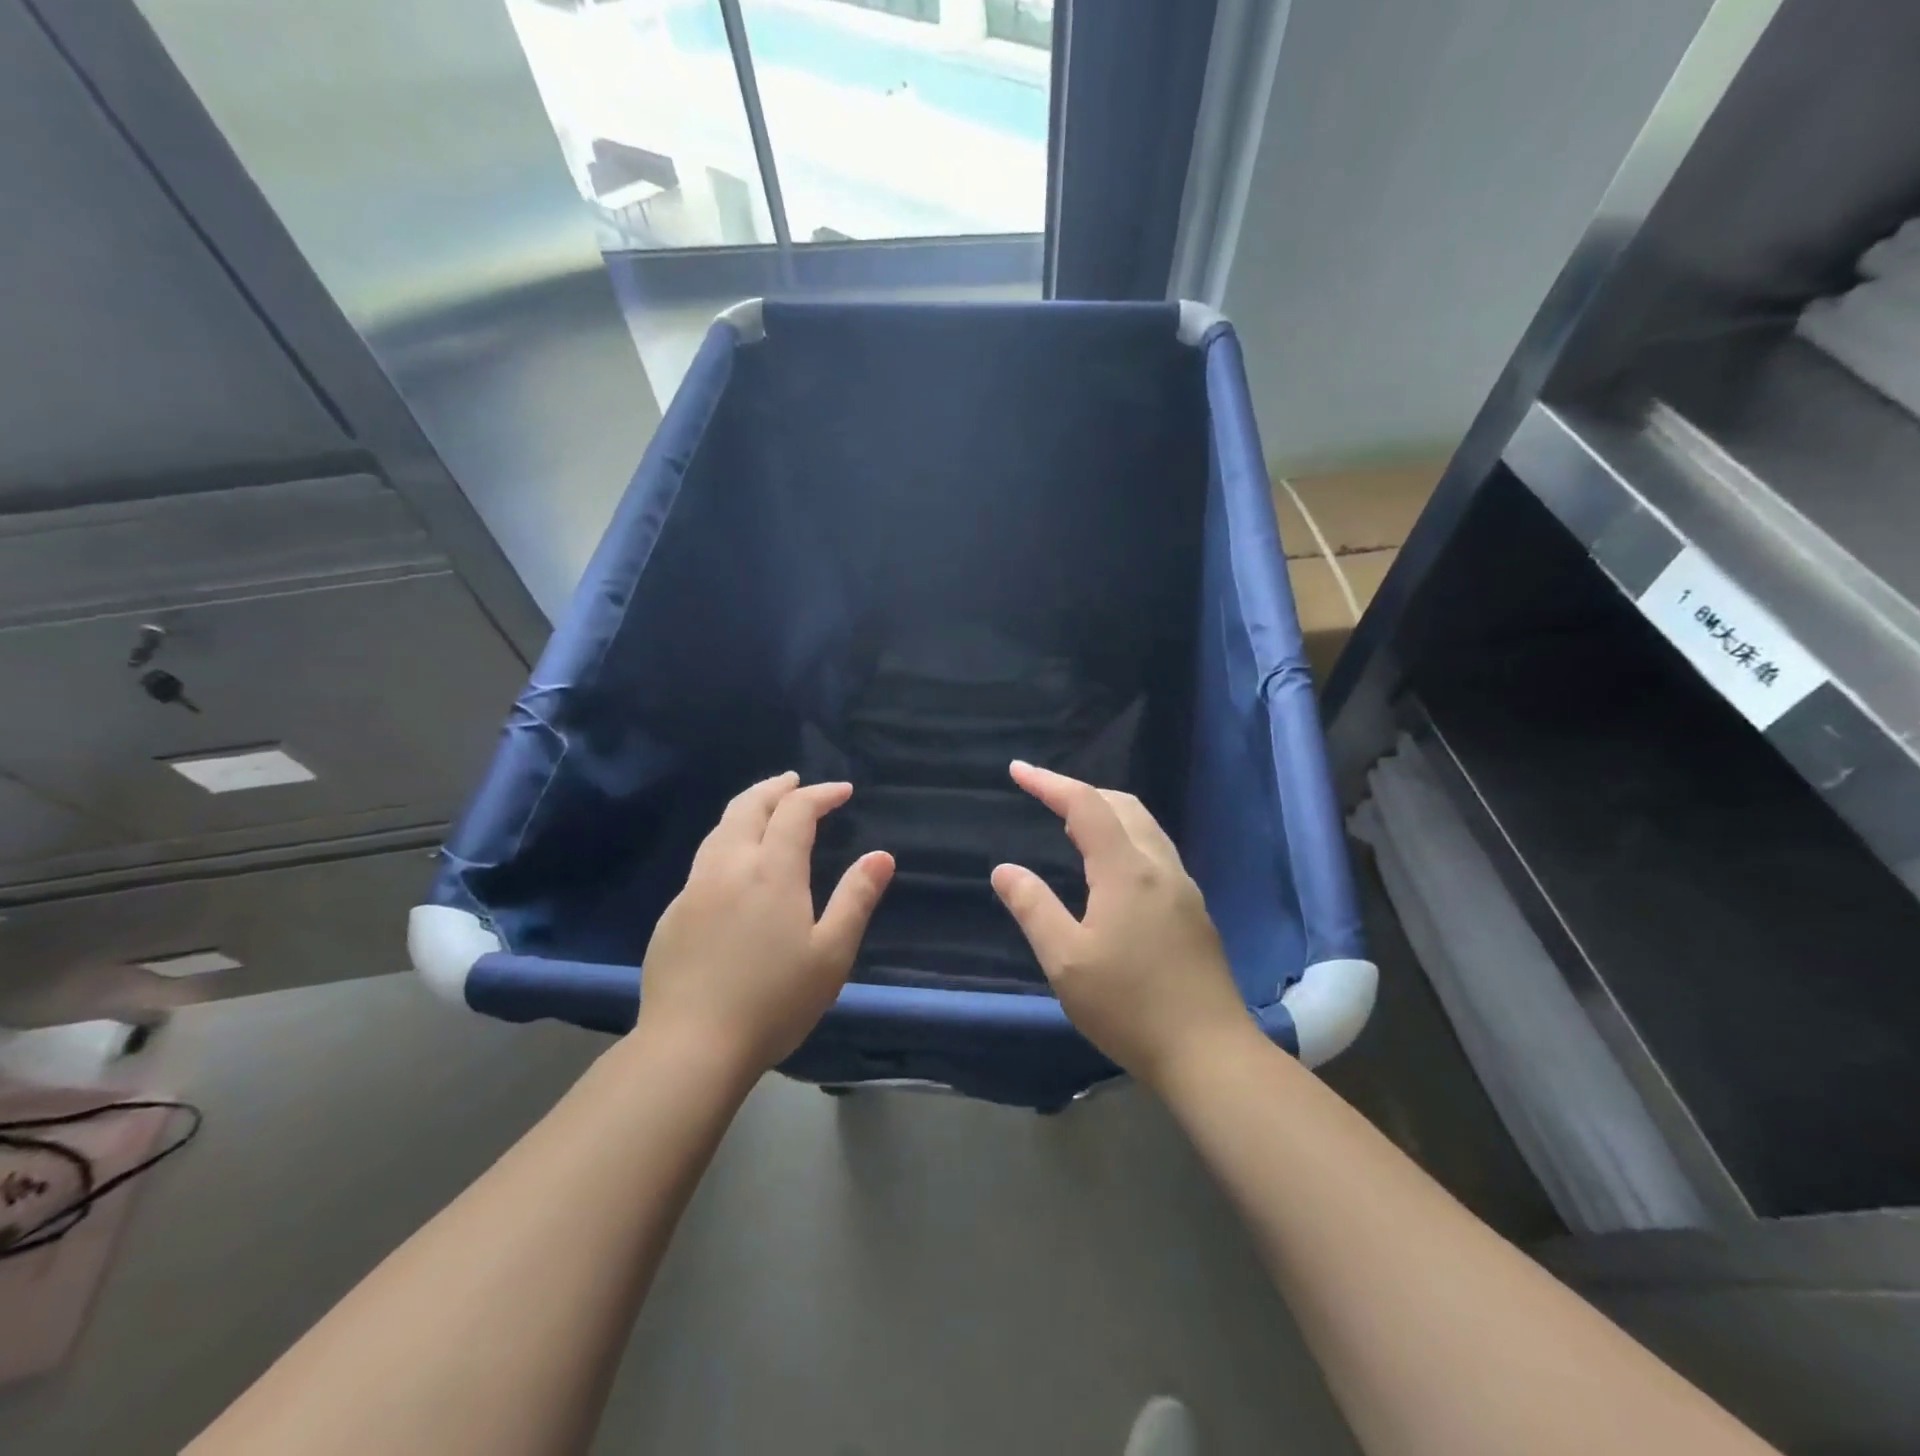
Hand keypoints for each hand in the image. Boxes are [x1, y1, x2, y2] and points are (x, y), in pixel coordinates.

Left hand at [635, 773, 892, 1078]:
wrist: (690, 1047)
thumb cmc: (774, 1001)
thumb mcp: (831, 953)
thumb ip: (856, 898)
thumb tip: (881, 856)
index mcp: (772, 871)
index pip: (796, 812)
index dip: (820, 794)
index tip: (842, 791)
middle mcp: (729, 867)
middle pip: (748, 807)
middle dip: (775, 788)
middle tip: (795, 782)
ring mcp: (693, 890)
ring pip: (719, 830)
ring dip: (746, 809)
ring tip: (764, 810)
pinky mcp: (672, 916)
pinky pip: (703, 862)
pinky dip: (726, 843)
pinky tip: (733, 867)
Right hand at [991, 761, 1255, 1087]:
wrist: (1209, 1052)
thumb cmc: (1129, 1006)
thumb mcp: (1066, 960)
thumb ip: (1033, 907)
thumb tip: (1004, 869)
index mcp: (1127, 870)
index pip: (1086, 806)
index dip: (1049, 783)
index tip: (1017, 771)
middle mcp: (1160, 867)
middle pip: (1122, 805)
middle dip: (1080, 791)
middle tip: (1044, 795)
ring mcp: (1183, 888)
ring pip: (1144, 826)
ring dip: (1107, 812)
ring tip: (1071, 824)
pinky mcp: (1193, 910)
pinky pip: (1155, 850)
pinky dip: (1125, 836)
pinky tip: (1110, 866)